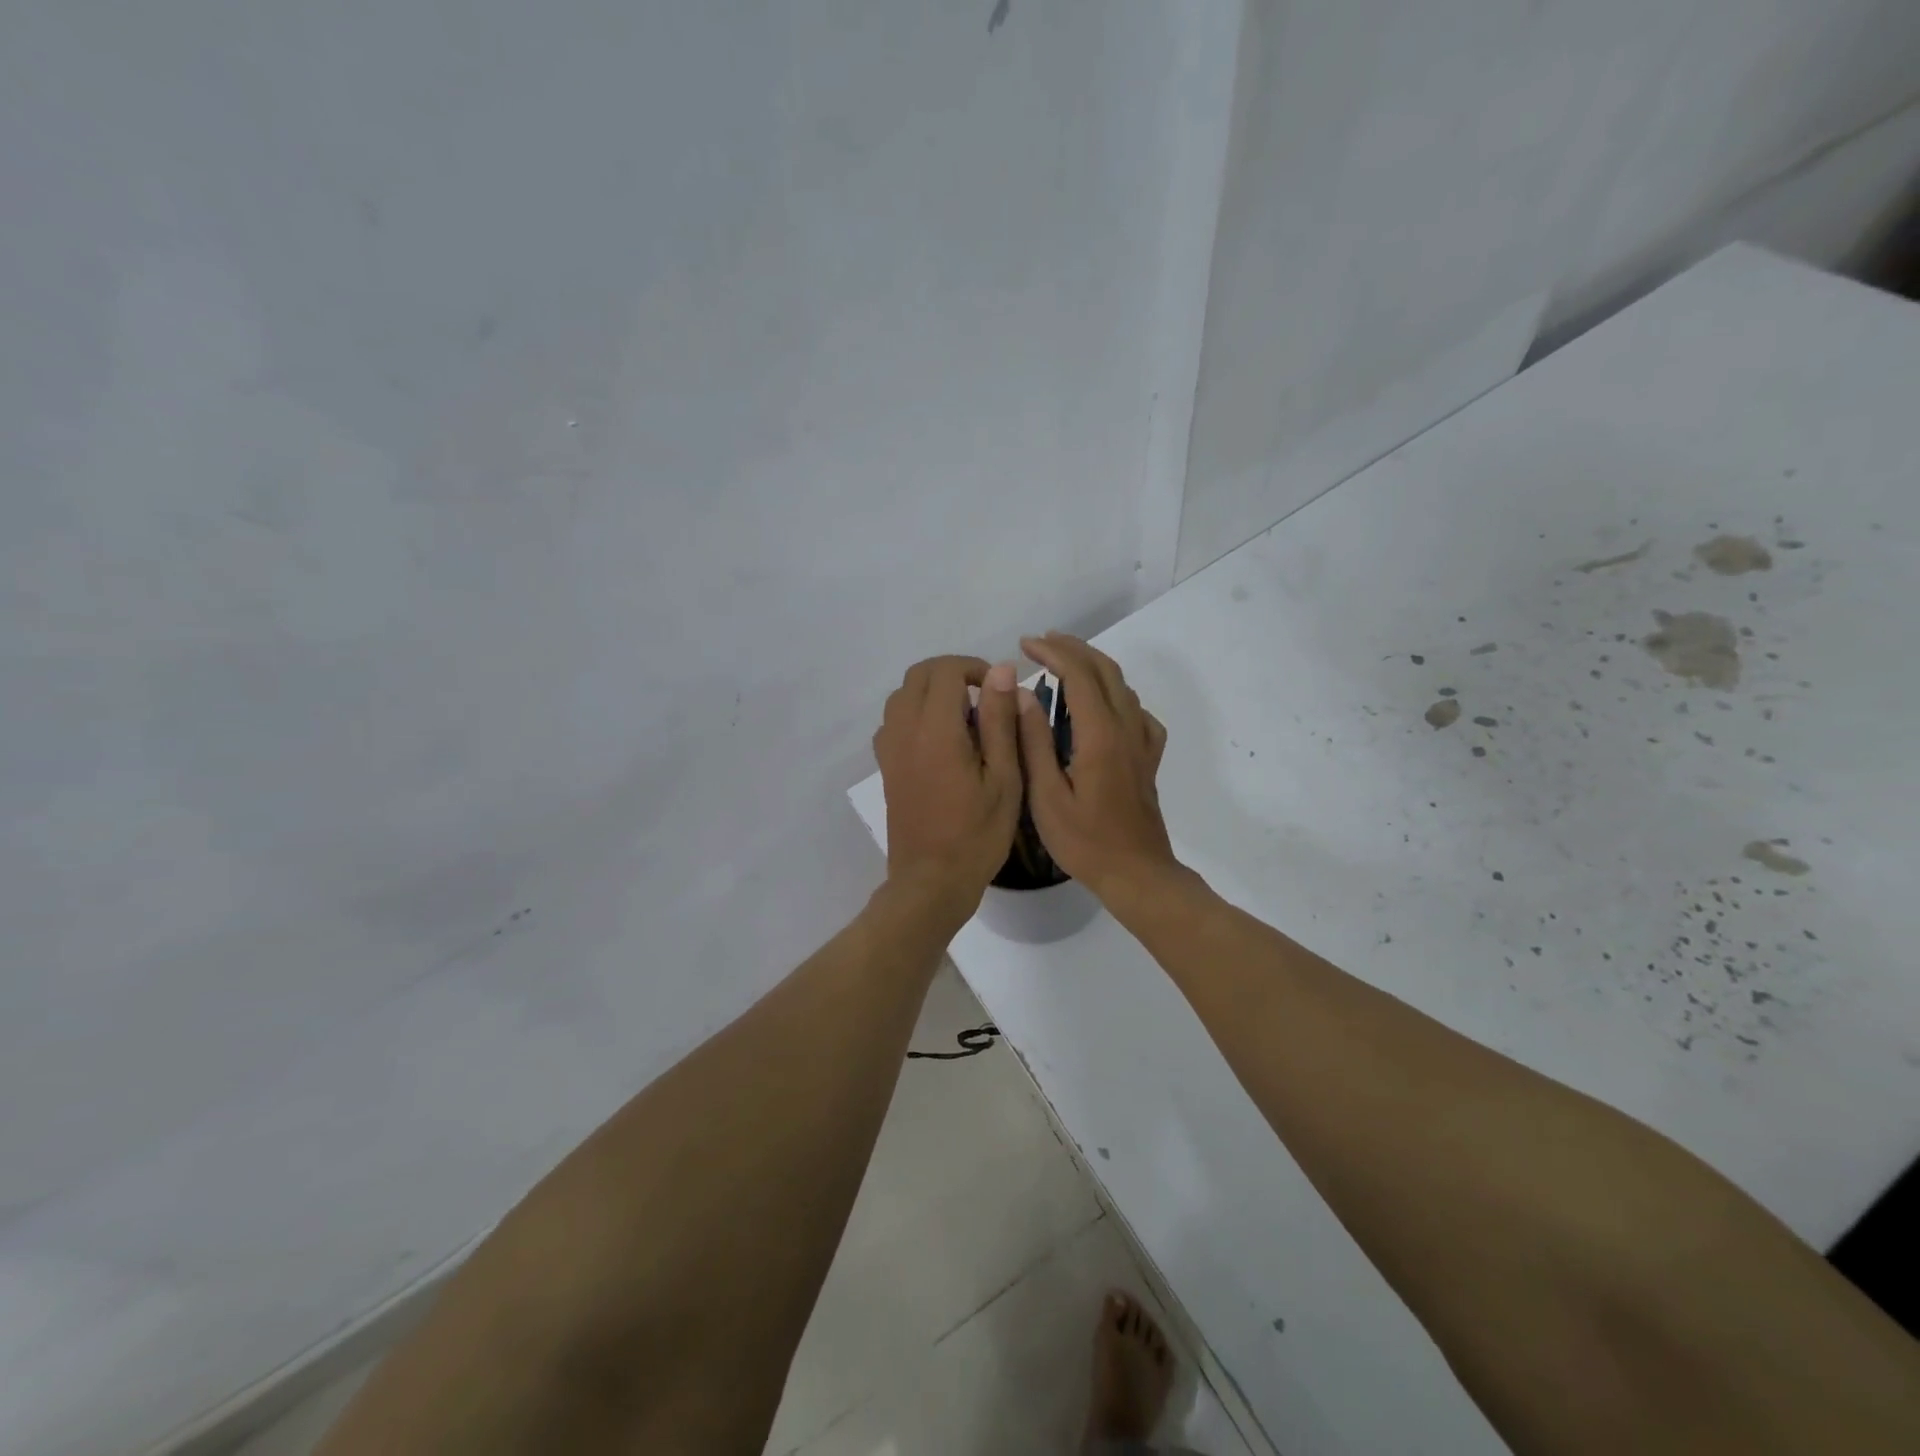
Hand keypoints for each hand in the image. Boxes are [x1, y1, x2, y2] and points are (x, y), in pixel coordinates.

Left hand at [872, 655, 1023, 912]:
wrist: (931, 881)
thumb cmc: (977, 834)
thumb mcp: (1003, 778)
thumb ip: (1000, 720)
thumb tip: (1000, 670)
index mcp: (936, 730)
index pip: (946, 670)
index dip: (975, 668)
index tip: (999, 691)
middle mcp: (904, 731)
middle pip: (919, 675)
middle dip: (953, 674)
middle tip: (985, 699)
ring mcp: (889, 749)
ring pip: (902, 695)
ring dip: (932, 692)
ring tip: (965, 720)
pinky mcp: (885, 767)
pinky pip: (894, 721)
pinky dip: (916, 714)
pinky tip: (941, 741)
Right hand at [1016, 633, 1176, 898]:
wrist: (1136, 874)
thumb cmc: (1085, 842)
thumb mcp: (1046, 796)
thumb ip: (1035, 743)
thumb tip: (1024, 694)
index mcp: (1100, 736)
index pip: (1078, 675)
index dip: (1052, 652)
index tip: (1024, 644)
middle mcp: (1127, 729)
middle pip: (1105, 671)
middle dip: (1073, 648)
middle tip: (1041, 642)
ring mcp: (1143, 743)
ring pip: (1123, 687)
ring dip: (1094, 666)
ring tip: (1064, 663)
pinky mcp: (1148, 759)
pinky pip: (1138, 713)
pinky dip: (1117, 696)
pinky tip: (1105, 707)